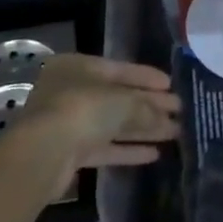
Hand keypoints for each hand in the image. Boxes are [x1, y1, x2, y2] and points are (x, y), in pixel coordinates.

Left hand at [20, 55, 180, 186]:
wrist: (43, 154)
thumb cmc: (83, 110)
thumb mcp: (122, 101)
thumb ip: (146, 107)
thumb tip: (167, 117)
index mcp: (78, 67)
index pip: (120, 69)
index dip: (147, 77)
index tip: (171, 86)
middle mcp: (72, 91)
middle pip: (118, 98)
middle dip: (149, 106)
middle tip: (179, 111)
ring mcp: (69, 123)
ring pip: (113, 124)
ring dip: (143, 129)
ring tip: (174, 133)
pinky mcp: (70, 153)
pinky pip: (105, 147)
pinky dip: (128, 149)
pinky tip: (154, 153)